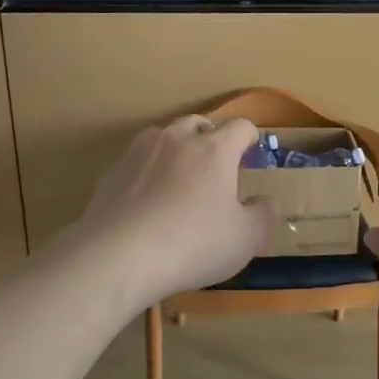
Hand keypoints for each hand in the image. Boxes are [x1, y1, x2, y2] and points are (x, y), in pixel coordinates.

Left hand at [62, 115, 281, 307]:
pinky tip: (146, 199)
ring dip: (176, 148)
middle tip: (216, 162)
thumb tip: (267, 202)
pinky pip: (137, 161)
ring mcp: (139, 152)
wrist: (118, 255)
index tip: (252, 149)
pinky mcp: (112, 172)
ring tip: (179, 175)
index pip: (240, 126)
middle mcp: (177, 140)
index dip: (250, 136)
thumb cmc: (193, 243)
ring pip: (163, 135)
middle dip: (210, 136)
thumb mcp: (244, 239)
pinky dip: (147, 171)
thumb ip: (262, 216)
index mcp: (215, 149)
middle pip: (198, 123)